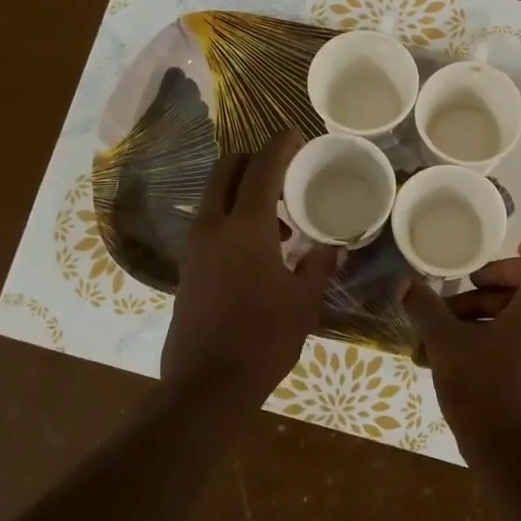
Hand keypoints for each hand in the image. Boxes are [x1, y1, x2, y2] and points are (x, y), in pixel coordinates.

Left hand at [161, 132, 335, 405]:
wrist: (207, 386)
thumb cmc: (264, 339)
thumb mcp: (304, 301)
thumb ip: (319, 265)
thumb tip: (332, 247)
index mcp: (244, 228)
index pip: (261, 168)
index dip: (280, 145)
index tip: (296, 134)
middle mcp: (213, 227)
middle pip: (225, 170)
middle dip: (252, 159)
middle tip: (283, 170)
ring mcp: (195, 248)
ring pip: (214, 197)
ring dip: (242, 191)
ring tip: (278, 220)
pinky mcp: (188, 269)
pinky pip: (210, 224)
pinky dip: (232, 218)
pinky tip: (259, 250)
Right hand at [403, 258, 520, 453]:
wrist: (515, 459)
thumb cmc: (483, 390)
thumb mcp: (446, 345)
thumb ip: (425, 308)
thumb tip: (405, 282)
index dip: (502, 267)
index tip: (471, 283)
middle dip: (477, 305)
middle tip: (442, 319)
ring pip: (519, 328)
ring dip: (480, 329)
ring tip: (439, 348)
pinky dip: (495, 351)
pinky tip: (458, 371)